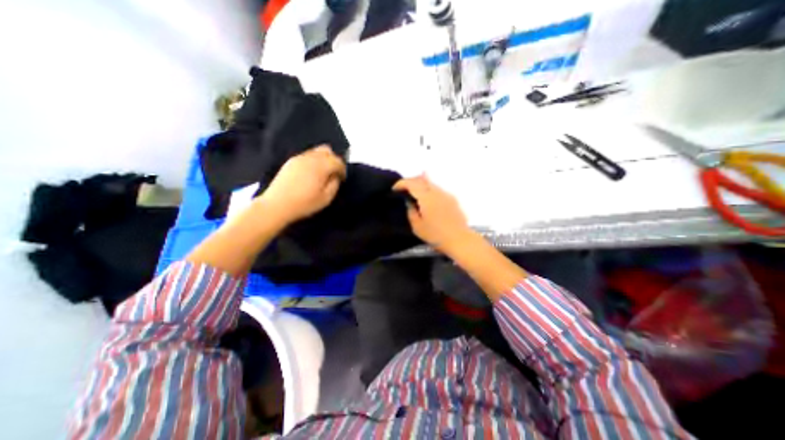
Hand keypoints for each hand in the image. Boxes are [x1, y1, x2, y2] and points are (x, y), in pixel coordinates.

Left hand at [258, 144, 346, 224]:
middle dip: (333, 159)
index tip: (342, 178)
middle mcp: (310, 158)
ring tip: (322, 174)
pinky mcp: (290, 162)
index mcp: (321, 166)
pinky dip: (313, 161)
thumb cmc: (304, 203)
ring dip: (323, 160)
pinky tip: (311, 174)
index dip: (343, 169)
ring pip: (316, 151)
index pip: (337, 161)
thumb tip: (335, 176)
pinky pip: (306, 156)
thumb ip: (334, 184)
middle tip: (333, 173)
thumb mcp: (326, 198)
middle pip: (327, 150)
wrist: (277, 205)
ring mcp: (299, 158)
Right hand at [393, 176, 471, 253]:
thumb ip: (411, 211)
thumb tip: (409, 203)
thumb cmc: (436, 235)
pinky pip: (437, 189)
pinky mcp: (452, 199)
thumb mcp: (417, 226)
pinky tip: (427, 198)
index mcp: (426, 197)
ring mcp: (446, 194)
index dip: (401, 184)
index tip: (394, 189)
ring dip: (420, 184)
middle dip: (410, 181)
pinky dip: (429, 190)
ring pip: (431, 183)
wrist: (460, 239)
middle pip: (422, 179)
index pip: (411, 183)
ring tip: (414, 192)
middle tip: (403, 188)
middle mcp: (436, 192)